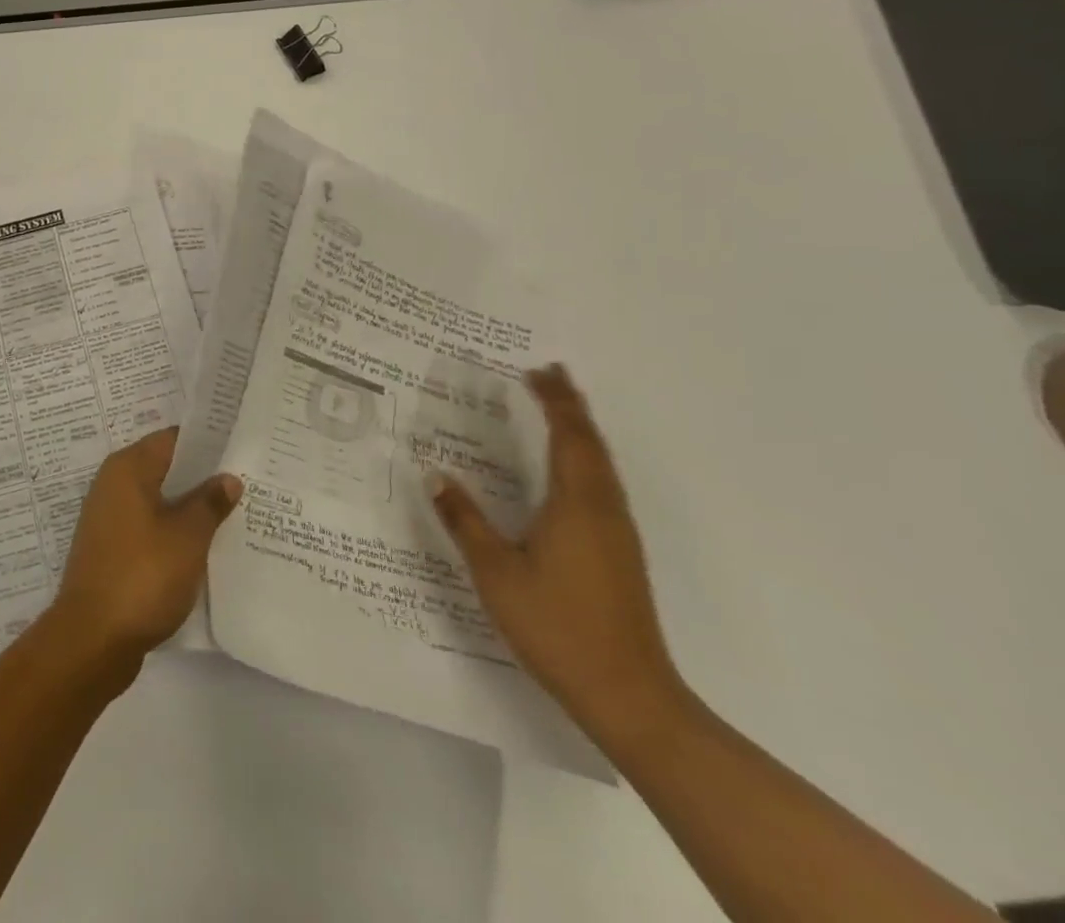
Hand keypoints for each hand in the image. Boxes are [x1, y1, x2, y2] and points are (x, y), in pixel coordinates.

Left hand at [49, 428, 242, 671]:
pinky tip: (204, 548)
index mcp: (128, 468)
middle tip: (246, 481)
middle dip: (203, 477)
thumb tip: (228, 478)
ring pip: (159, 501)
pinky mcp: (111, 551)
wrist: (92, 640)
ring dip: (190, 508)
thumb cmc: (142, 575)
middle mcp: (113, 485)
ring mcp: (109, 519)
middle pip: (165, 469)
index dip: (209, 443)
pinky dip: (174, 533)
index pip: (173, 439)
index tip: (241, 448)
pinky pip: (149, 528)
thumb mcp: (187, 536)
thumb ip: (210, 502)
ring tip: (233, 514)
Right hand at [430, 366, 686, 744]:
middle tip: (549, 374)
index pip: (567, 435)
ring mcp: (618, 532)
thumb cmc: (557, 626)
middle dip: (570, 405)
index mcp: (576, 504)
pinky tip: (571, 468)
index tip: (536, 370)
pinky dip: (586, 457)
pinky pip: (603, 484)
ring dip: (581, 430)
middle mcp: (603, 508)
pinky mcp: (620, 553)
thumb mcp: (496, 572)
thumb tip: (435, 475)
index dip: (553, 400)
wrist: (629, 696)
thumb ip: (465, 520)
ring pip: (602, 464)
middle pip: (591, 443)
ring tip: (559, 407)